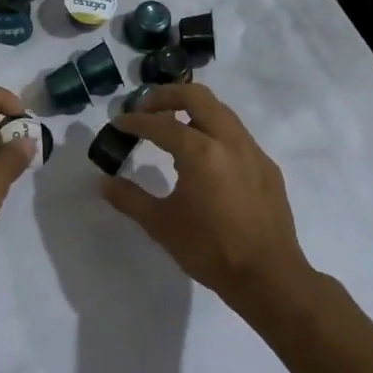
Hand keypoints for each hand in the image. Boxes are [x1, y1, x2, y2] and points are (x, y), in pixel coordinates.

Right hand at [100, 83, 310, 299]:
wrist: (269, 277)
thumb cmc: (210, 250)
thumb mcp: (161, 225)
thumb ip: (130, 198)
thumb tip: (103, 182)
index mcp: (201, 152)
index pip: (161, 124)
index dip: (135, 121)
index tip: (118, 123)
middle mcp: (229, 141)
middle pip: (196, 96)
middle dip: (166, 95)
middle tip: (145, 108)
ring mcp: (253, 151)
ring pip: (220, 111)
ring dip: (192, 110)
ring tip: (172, 127)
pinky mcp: (267, 167)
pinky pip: (236, 134)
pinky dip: (214, 131)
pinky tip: (205, 157)